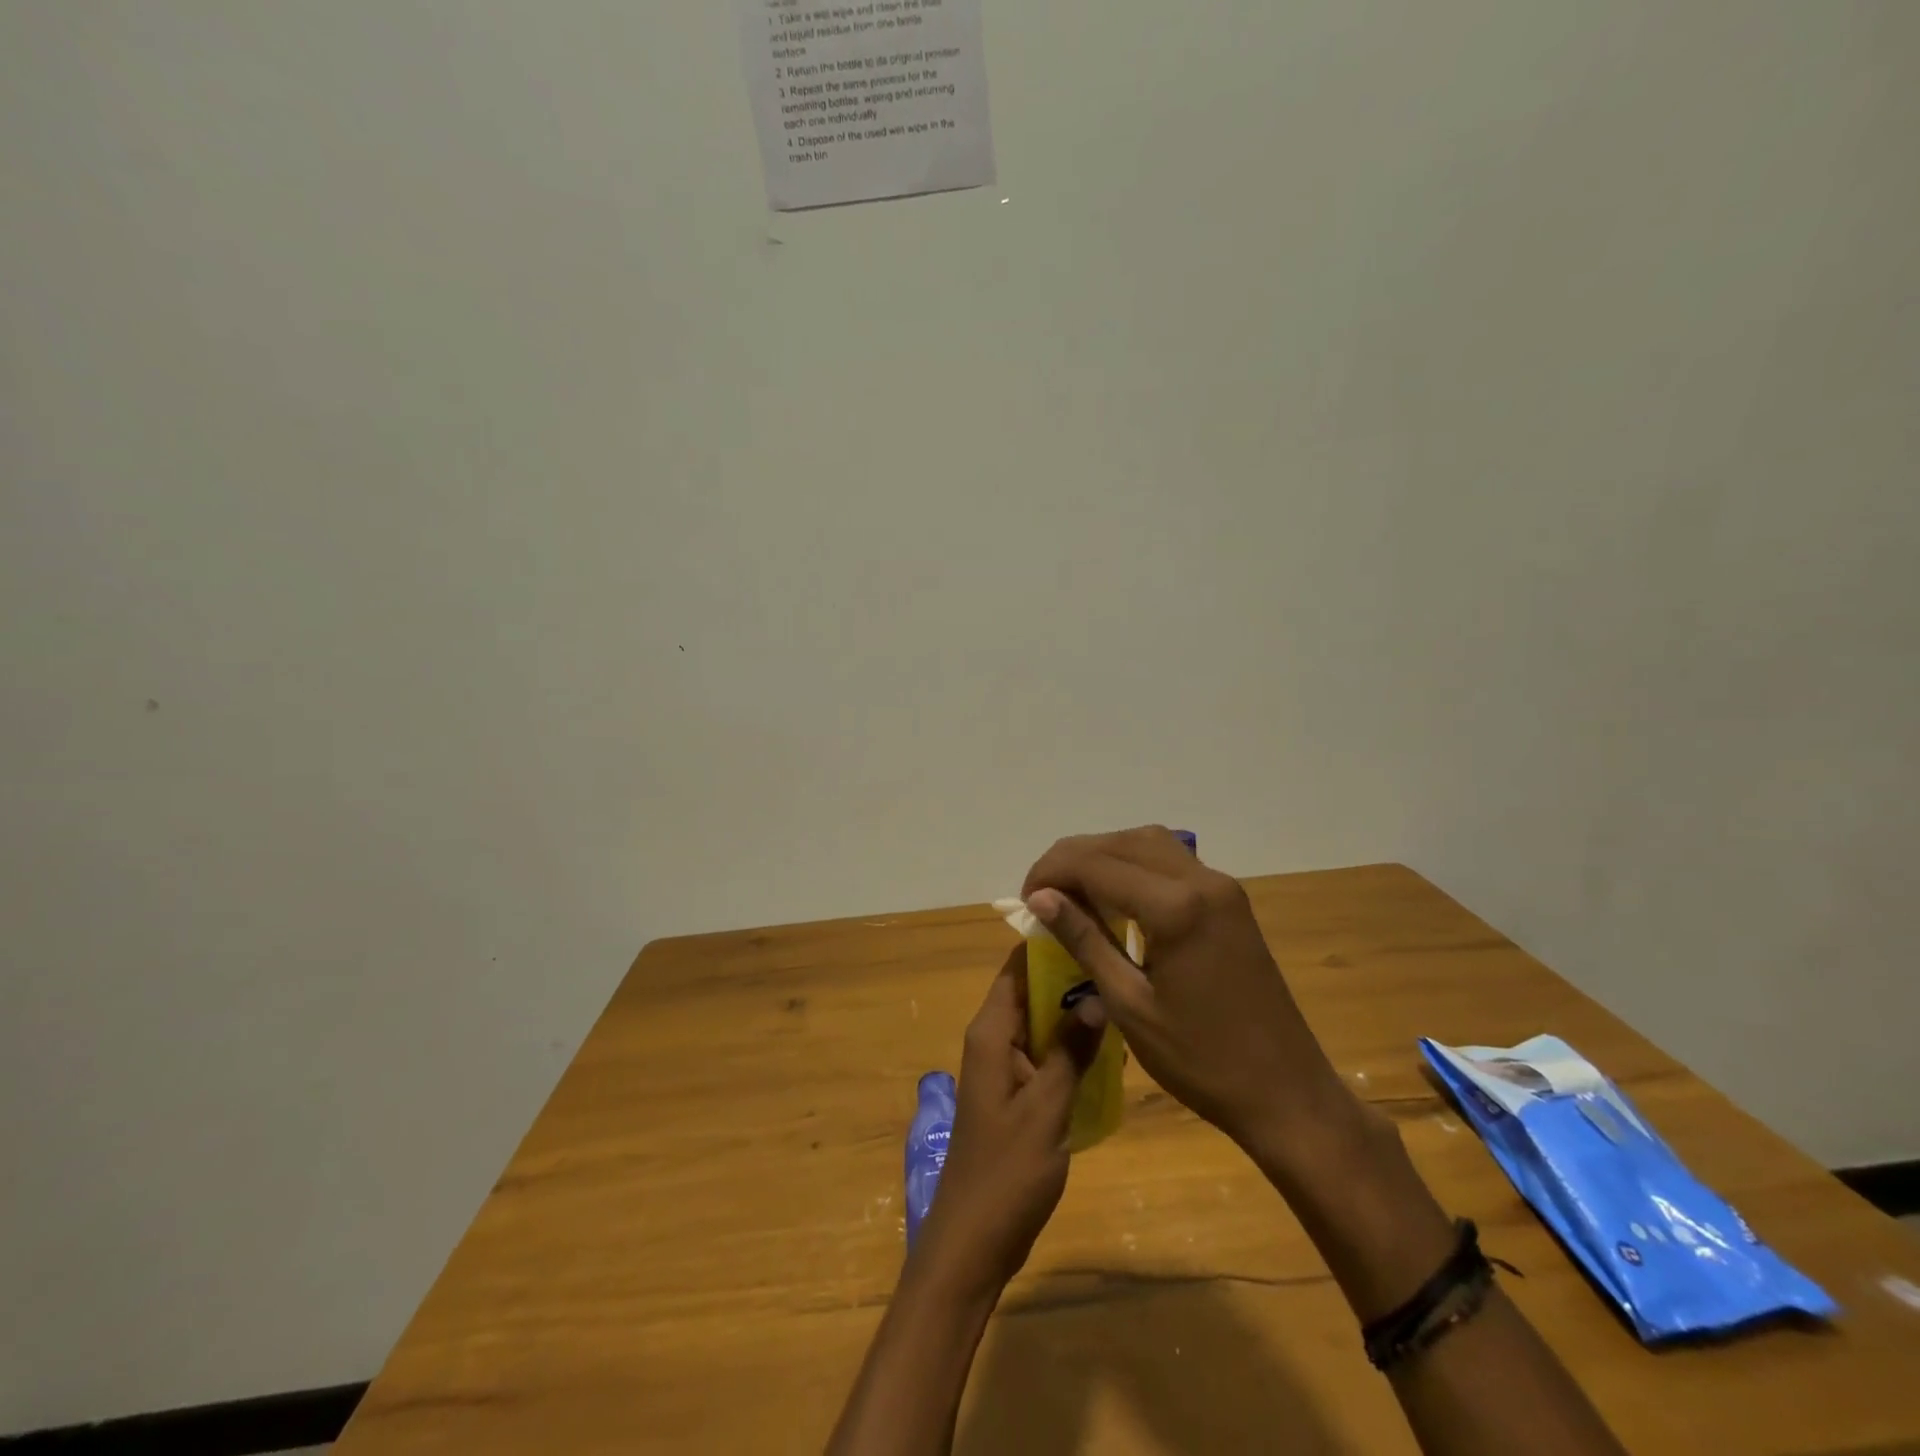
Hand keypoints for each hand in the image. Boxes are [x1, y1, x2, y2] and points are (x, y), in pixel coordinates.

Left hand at [913, 943, 1100, 1295]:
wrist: (973, 1243)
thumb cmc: (1006, 1173)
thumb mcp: (1047, 1108)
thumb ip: (1071, 1051)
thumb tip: (1096, 995)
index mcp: (991, 1032)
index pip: (1017, 967)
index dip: (1048, 943)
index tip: (1091, 922)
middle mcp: (994, 1039)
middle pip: (1032, 990)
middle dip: (1071, 977)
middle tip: (1122, 963)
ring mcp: (1005, 1067)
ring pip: (1043, 1022)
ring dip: (1076, 1014)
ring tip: (1125, 1000)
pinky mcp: (1016, 1093)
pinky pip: (1046, 1053)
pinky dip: (1072, 1047)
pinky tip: (1111, 1052)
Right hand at [1022, 826, 1355, 1163]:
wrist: (1286, 1093)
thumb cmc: (1201, 1061)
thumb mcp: (1129, 1004)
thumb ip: (1084, 939)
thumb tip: (1039, 897)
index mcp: (1175, 907)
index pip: (1096, 863)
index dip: (1051, 872)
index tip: (1025, 900)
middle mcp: (1201, 881)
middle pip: (1122, 842)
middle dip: (1074, 858)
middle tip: (1043, 893)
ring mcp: (1221, 887)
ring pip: (1149, 843)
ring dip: (1105, 856)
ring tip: (1073, 891)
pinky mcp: (1230, 901)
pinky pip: (1172, 862)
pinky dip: (1135, 866)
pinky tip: (1116, 897)